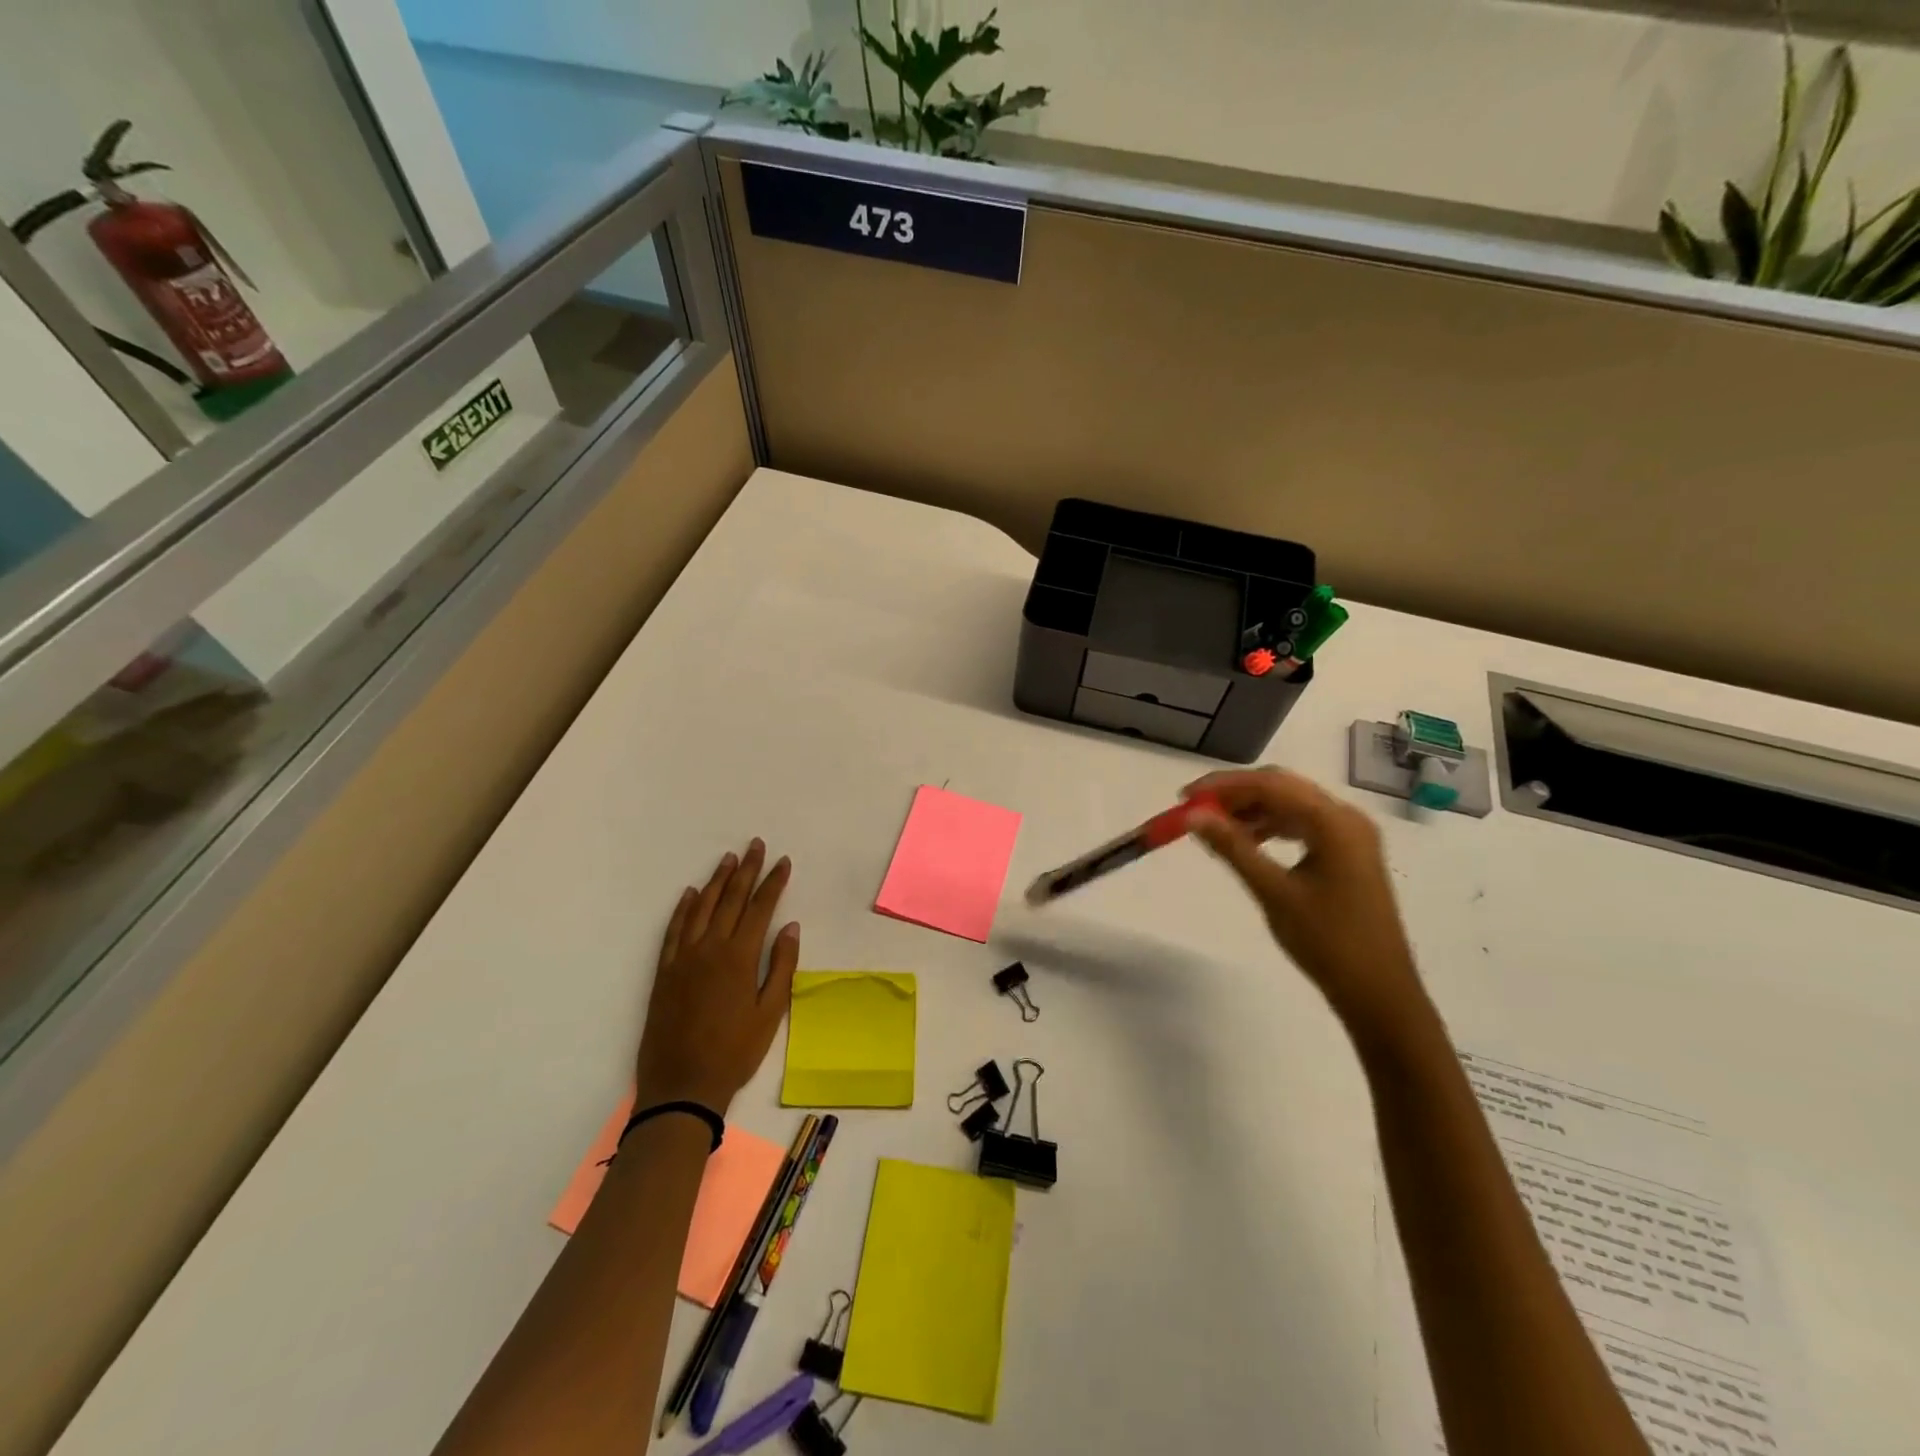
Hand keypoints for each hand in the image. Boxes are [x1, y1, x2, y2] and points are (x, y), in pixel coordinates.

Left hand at [633, 840, 799, 1114]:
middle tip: (756, 845)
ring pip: (701, 908)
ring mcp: (683, 958)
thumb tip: (789, 926)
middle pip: (731, 899)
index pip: (761, 908)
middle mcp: (710, 948)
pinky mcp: (664, 972)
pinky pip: (674, 930)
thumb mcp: (770, 1013)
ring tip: (728, 859)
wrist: (682, 1085)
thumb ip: (781, 966)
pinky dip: (683, 908)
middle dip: (747, 870)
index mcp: (739, 957)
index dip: (774, 882)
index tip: (783, 861)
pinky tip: (690, 894)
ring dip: (717, 881)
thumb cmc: (735, 1052)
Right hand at [1184, 769, 1427, 1036]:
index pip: (1270, 785)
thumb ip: (1232, 847)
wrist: (1378, 992)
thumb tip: (1193, 816)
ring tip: (1215, 827)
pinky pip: (1303, 824)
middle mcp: (1346, 818)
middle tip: (1195, 809)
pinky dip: (1271, 825)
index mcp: (1334, 822)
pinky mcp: (1348, 853)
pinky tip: (1248, 841)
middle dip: (1236, 794)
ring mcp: (1351, 835)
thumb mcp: (1273, 892)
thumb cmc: (1327, 942)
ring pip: (1292, 804)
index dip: (1223, 786)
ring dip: (1252, 809)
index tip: (1184, 797)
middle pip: (1282, 787)